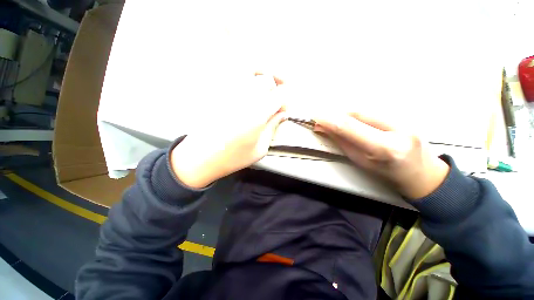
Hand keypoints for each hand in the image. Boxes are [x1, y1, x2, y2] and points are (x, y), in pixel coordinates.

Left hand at [170, 74, 285, 188]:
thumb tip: (281, 114)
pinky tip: (248, 78)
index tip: (284, 109)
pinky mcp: (215, 91)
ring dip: (262, 73)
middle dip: (276, 86)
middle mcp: (243, 97)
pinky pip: (231, 71)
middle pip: (267, 79)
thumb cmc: (232, 158)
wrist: (201, 158)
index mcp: (257, 114)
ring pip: (250, 69)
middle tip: (277, 96)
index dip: (286, 100)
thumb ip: (272, 128)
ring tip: (267, 80)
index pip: (280, 95)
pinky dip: (244, 71)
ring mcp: (227, 91)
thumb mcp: (260, 149)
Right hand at [314, 111, 449, 198]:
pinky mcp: (406, 115)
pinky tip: (353, 121)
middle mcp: (397, 129)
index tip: (315, 117)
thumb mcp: (360, 161)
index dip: (330, 120)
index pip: (350, 127)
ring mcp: (405, 119)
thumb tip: (323, 128)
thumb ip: (342, 142)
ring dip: (346, 115)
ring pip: (366, 110)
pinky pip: (374, 110)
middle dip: (337, 115)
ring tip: (337, 122)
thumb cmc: (387, 173)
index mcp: (384, 148)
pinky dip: (358, 114)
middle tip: (324, 120)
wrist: (422, 173)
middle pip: (358, 113)